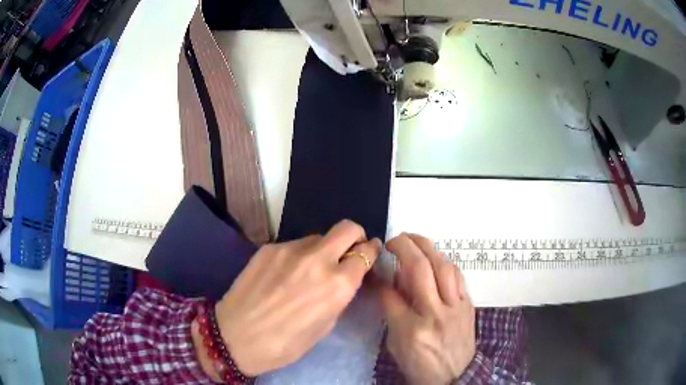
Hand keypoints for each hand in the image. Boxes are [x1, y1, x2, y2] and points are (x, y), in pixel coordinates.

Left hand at [214, 220, 381, 375]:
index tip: (369, 252)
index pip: (365, 253)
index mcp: (337, 285)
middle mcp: (317, 259)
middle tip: (348, 251)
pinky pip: (293, 245)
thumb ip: (338, 296)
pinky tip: (283, 275)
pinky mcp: (268, 248)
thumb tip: (343, 278)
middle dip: (354, 236)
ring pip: (317, 237)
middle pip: (347, 228)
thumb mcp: (324, 327)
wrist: (235, 336)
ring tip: (306, 272)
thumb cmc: (285, 343)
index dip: (370, 251)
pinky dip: (297, 256)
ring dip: (321, 250)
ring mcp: (290, 249)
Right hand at [380, 233, 475, 384]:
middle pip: (419, 269)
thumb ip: (392, 314)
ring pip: (443, 266)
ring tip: (414, 240)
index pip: (390, 294)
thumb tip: (389, 285)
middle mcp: (434, 313)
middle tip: (394, 239)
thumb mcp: (396, 346)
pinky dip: (444, 262)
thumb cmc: (420, 366)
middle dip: (404, 246)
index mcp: (410, 329)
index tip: (376, 266)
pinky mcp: (468, 304)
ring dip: (427, 247)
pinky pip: (457, 276)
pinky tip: (436, 258)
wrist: (455, 377)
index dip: (380, 277)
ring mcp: (455, 307)